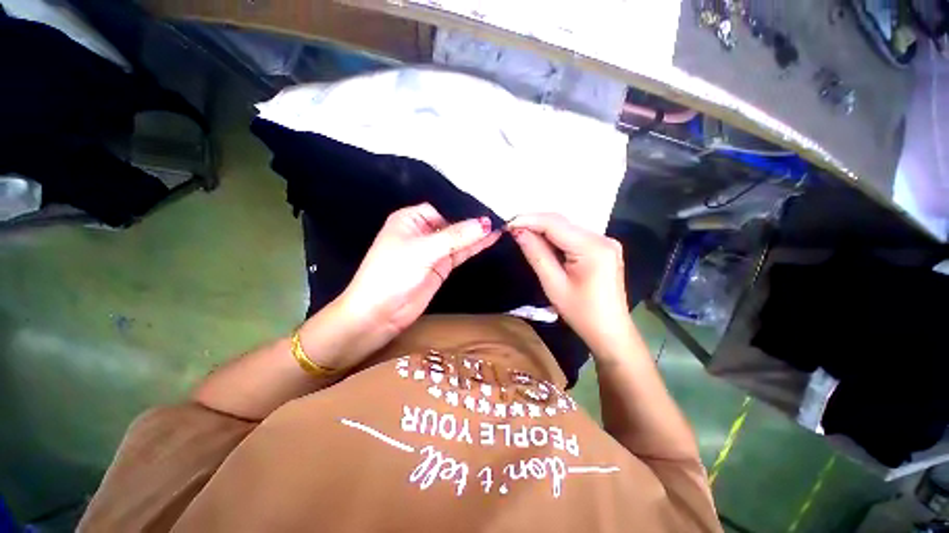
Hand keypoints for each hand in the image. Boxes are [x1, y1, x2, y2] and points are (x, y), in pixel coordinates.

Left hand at [328, 203, 499, 364]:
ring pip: (458, 239)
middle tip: (499, 217)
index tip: (486, 209)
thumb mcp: (424, 249)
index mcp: (410, 219)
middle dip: (472, 222)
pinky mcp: (441, 267)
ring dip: (476, 235)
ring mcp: (433, 251)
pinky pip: (460, 253)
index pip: (442, 208)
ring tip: (500, 227)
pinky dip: (474, 247)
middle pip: (452, 223)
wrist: (380, 312)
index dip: (462, 209)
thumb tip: (485, 223)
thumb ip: (456, 236)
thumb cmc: (394, 273)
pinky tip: (490, 240)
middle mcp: (422, 232)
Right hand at [508, 213, 630, 345]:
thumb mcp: (554, 284)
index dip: (529, 220)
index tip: (507, 225)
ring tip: (522, 233)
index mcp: (593, 247)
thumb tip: (518, 232)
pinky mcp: (603, 248)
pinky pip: (574, 236)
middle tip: (511, 229)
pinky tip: (541, 241)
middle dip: (535, 223)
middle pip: (562, 222)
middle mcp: (602, 238)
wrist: (610, 332)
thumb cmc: (581, 313)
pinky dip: (555, 237)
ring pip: (567, 228)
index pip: (555, 224)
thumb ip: (536, 254)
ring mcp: (605, 242)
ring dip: (543, 229)